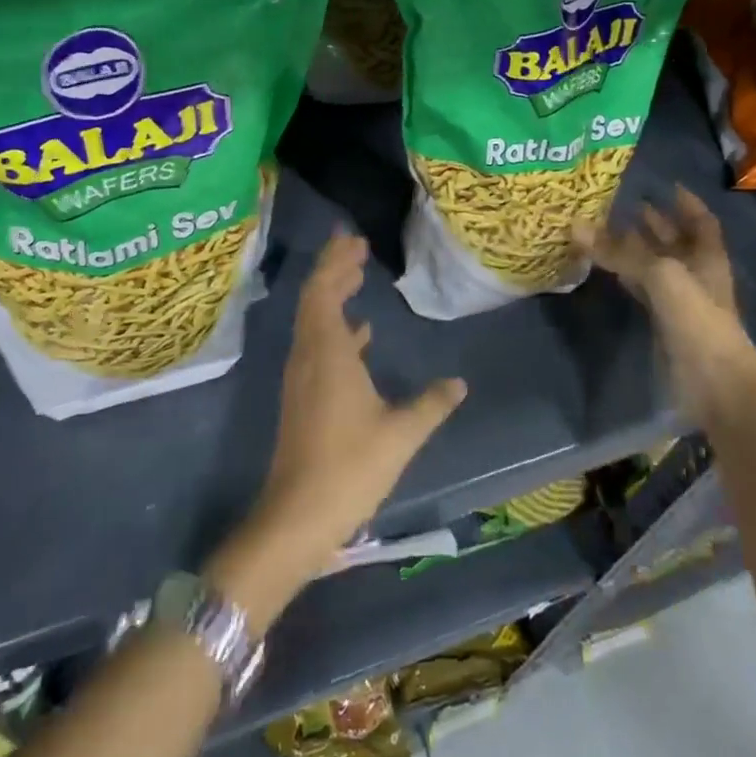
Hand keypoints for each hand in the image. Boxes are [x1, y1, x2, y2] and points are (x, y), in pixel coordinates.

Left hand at [208, 232, 465, 628]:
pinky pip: (316, 344)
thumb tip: (458, 383)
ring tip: (356, 277)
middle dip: (334, 269)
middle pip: (315, 297)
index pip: (324, 291)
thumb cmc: (349, 468)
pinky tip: (358, 333)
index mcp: (327, 353)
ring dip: (332, 294)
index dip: (336, 263)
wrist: (297, 516)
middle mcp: (308, 355)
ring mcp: (301, 376)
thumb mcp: (400, 435)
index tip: (354, 240)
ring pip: (313, 320)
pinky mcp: (302, 395)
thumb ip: (431, 404)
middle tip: (356, 247)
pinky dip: (335, 327)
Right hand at [582, 183, 737, 312]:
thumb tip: (574, 225)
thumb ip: (619, 251)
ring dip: (635, 248)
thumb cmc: (696, 317)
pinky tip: (608, 267)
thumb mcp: (660, 275)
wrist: (712, 380)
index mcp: (706, 256)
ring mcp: (680, 299)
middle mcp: (695, 273)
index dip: (686, 203)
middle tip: (625, 203)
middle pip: (675, 241)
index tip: (667, 185)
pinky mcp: (662, 320)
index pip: (701, 221)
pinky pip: (642, 288)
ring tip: (607, 228)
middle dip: (655, 223)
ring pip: (655, 265)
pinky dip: (626, 275)